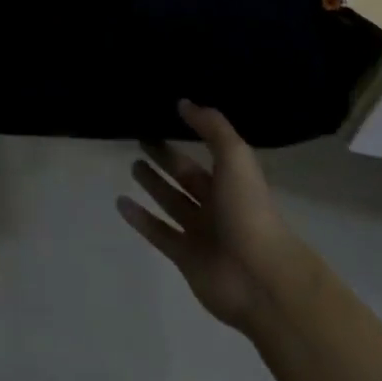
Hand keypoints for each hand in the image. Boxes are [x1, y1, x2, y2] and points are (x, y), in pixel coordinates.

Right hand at [118, 100, 306, 332]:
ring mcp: (200, 232)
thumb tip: (184, 102)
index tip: (163, 116)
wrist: (260, 278)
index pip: (204, 152)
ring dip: (152, 185)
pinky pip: (158, 232)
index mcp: (231, 181)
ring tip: (131, 165)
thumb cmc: (249, 211)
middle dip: (165, 158)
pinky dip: (140, 218)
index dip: (186, 135)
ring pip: (171, 202)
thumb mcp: (235, 157)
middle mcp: (216, 205)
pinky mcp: (184, 257)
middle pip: (184, 176)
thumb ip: (211, 127)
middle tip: (140, 138)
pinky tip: (120, 202)